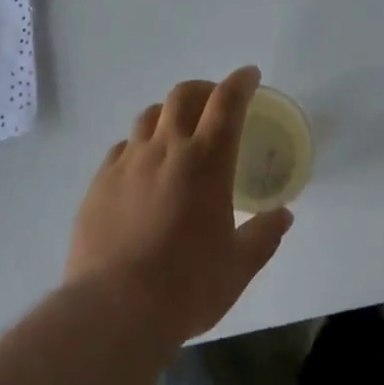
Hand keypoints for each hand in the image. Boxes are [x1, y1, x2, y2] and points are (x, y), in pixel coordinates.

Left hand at [67, 65, 293, 345]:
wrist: (115, 308)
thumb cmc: (187, 286)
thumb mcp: (238, 267)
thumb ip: (263, 235)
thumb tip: (283, 215)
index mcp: (206, 161)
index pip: (227, 103)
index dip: (240, 82)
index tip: (249, 76)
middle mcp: (166, 148)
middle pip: (183, 95)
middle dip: (203, 89)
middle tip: (214, 102)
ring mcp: (128, 161)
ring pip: (149, 115)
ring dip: (168, 113)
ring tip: (176, 132)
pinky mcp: (100, 180)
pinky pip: (122, 147)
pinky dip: (139, 146)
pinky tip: (142, 168)